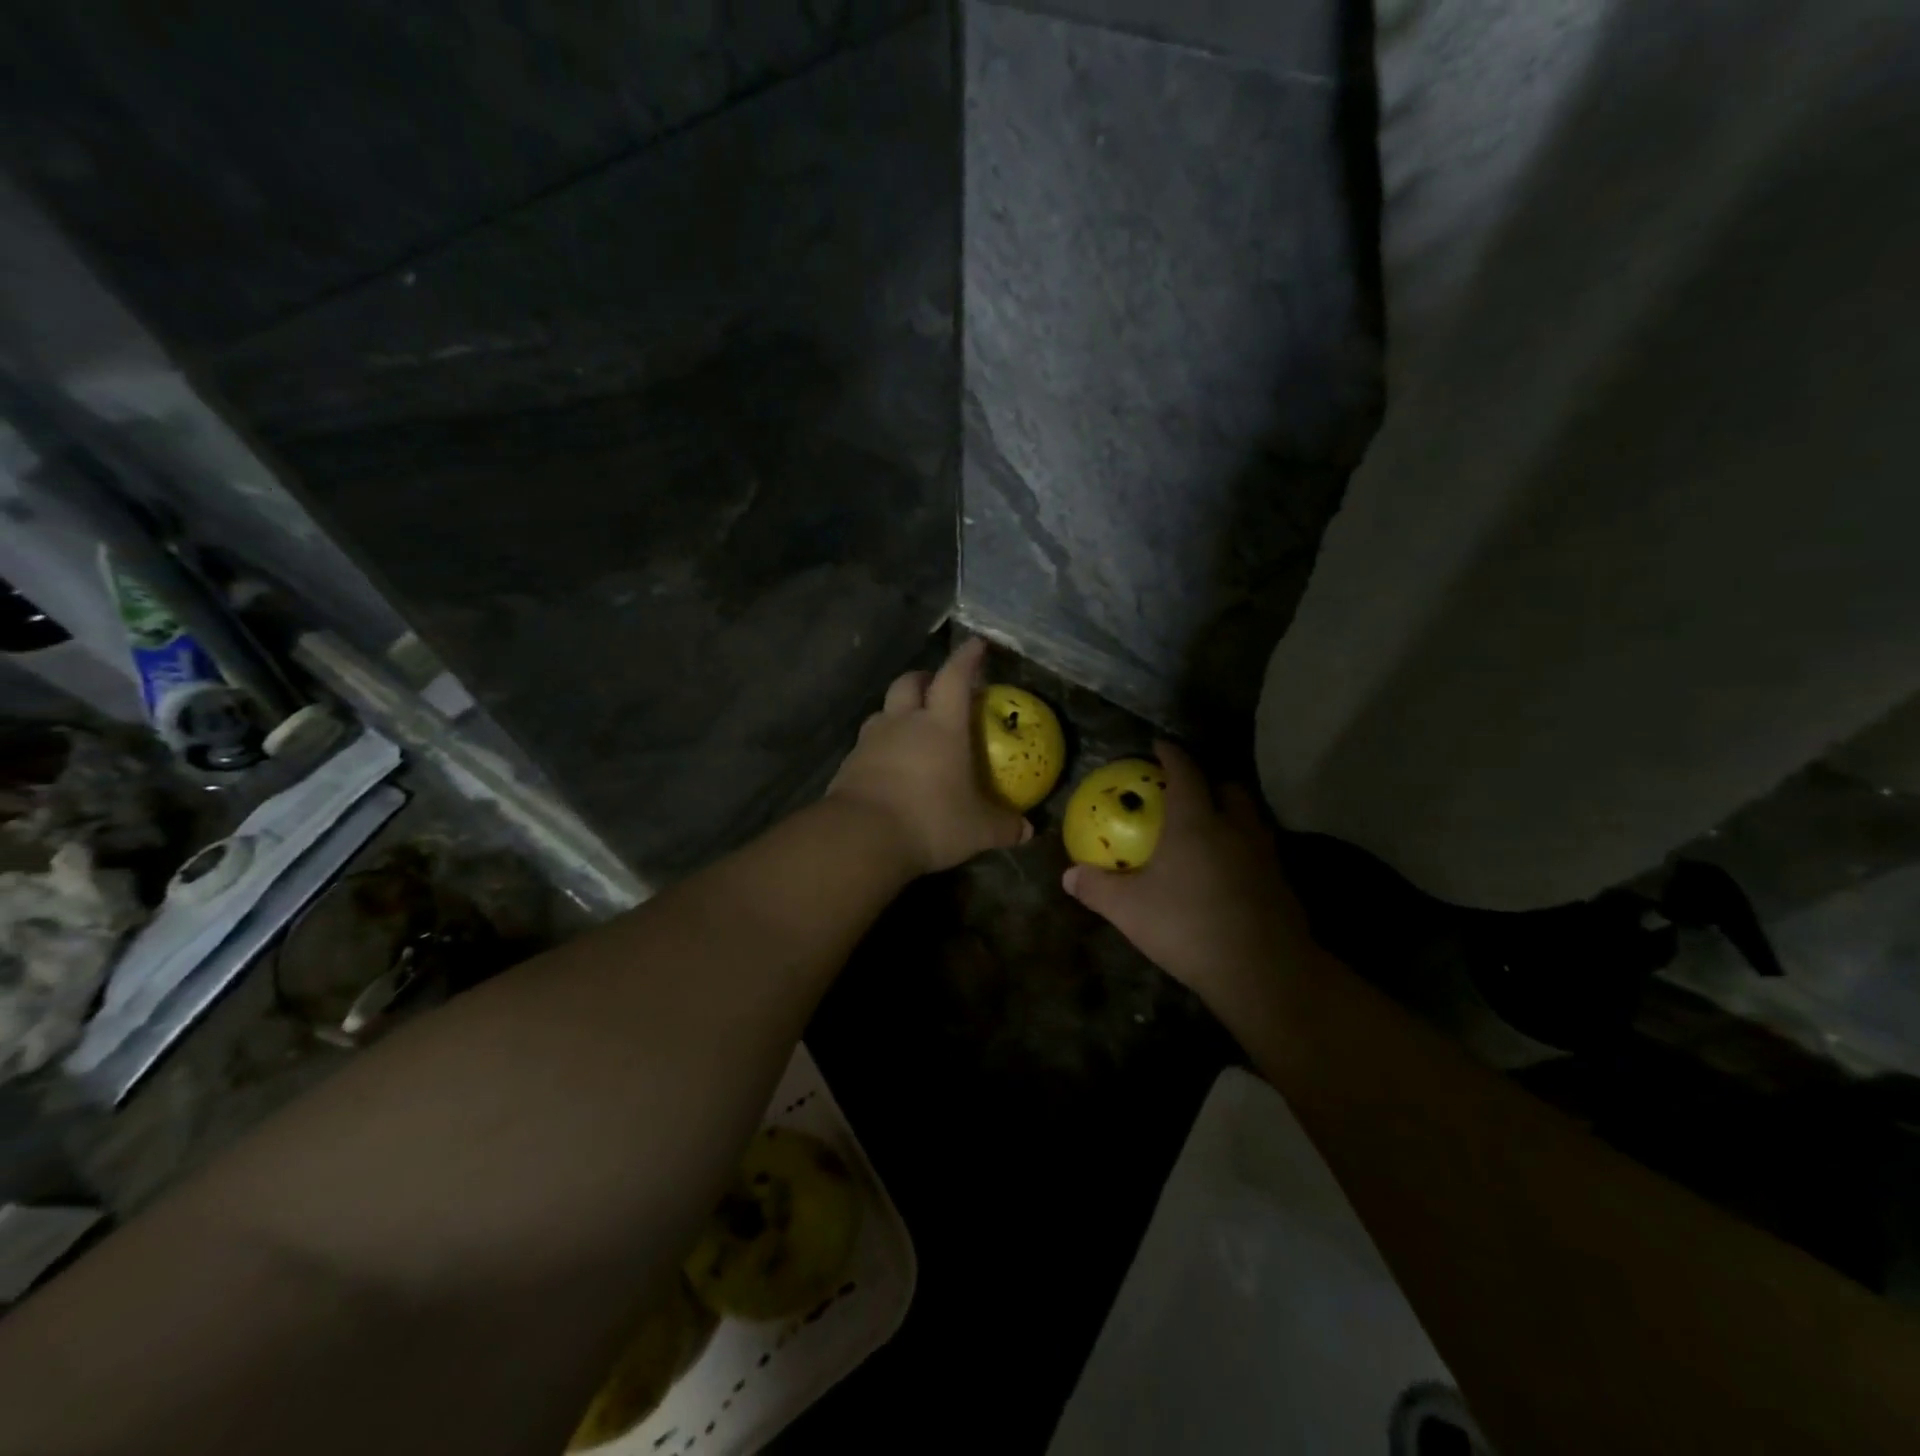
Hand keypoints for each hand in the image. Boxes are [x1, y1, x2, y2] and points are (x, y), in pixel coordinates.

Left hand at [826, 639, 1030, 875]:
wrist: (862, 836)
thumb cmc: (930, 821)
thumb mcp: (976, 829)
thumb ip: (1003, 826)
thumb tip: (1027, 830)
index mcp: (941, 725)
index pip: (955, 677)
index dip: (966, 658)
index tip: (976, 645)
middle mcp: (904, 722)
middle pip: (910, 683)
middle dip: (925, 678)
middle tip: (937, 687)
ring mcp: (872, 740)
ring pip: (884, 710)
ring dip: (898, 710)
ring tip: (910, 726)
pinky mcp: (850, 763)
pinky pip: (867, 742)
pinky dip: (880, 744)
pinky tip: (888, 763)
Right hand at [1063, 741, 1321, 1021]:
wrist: (1262, 971)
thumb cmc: (1188, 926)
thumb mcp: (1129, 909)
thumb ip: (1097, 888)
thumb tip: (1069, 875)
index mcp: (1195, 822)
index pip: (1185, 772)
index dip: (1171, 754)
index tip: (1160, 745)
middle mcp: (1234, 828)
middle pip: (1227, 788)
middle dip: (1208, 782)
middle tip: (1188, 793)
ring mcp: (1264, 855)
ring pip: (1250, 818)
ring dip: (1231, 814)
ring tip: (1211, 829)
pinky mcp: (1282, 883)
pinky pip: (1261, 850)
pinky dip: (1244, 848)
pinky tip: (1230, 872)